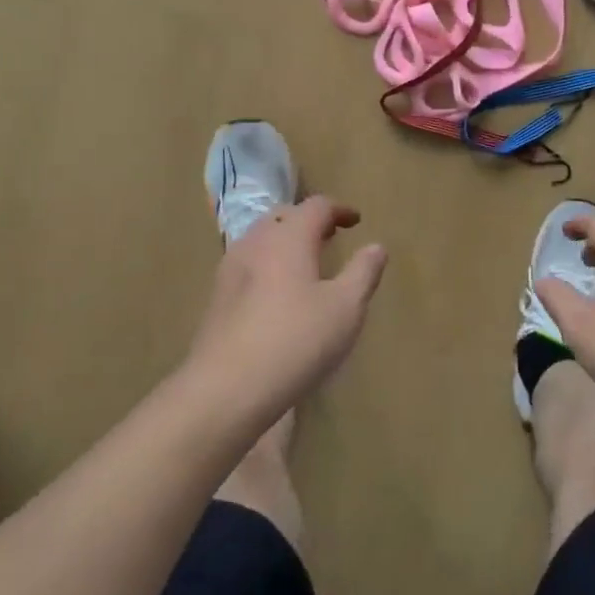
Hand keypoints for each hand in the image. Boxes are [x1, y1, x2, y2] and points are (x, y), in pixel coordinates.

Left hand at [185, 196, 386, 414]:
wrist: (227, 388)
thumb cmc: (296, 341)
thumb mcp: (346, 308)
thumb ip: (363, 272)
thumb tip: (376, 246)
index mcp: (289, 238)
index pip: (315, 206)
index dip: (339, 209)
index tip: (356, 221)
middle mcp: (256, 243)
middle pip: (283, 216)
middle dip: (308, 220)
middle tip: (330, 235)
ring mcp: (230, 270)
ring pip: (260, 239)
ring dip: (285, 240)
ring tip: (305, 262)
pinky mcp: (217, 298)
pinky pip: (248, 264)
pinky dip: (268, 263)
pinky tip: (277, 292)